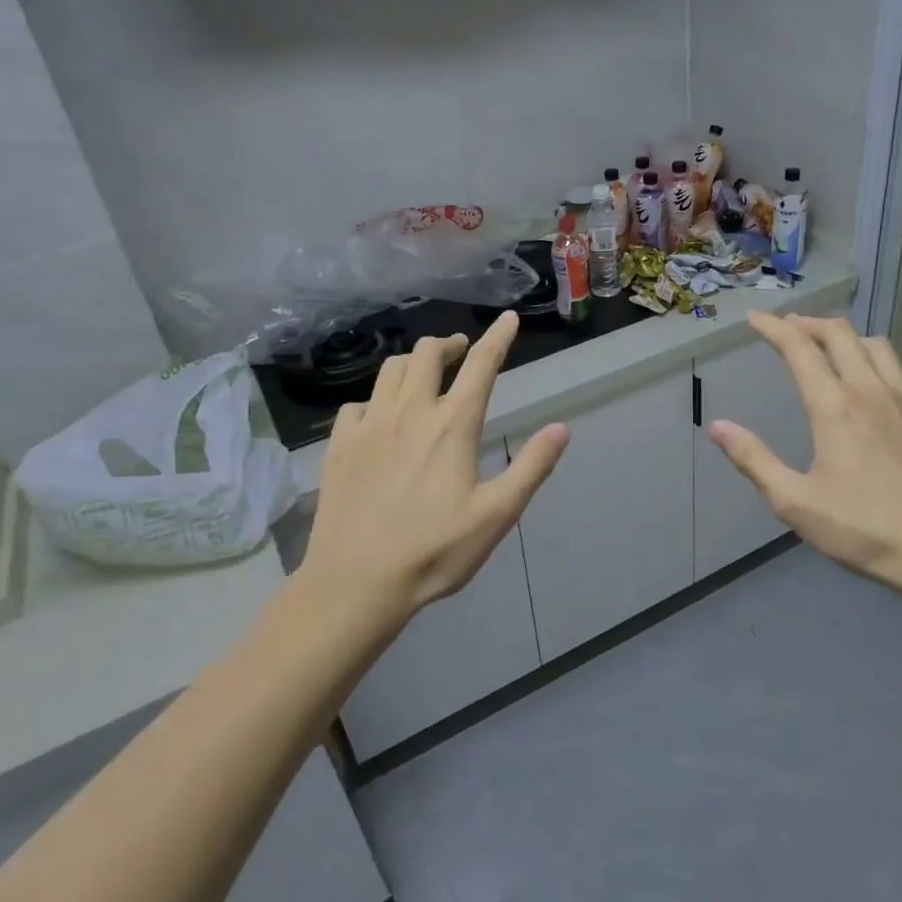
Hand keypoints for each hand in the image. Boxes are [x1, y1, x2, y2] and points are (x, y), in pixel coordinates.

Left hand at [299, 312, 568, 621]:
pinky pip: (357, 404)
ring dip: (412, 363)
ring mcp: (370, 425)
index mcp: (452, 426)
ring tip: (424, 376)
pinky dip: (376, 400)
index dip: (498, 337)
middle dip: (448, 344)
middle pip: (427, 353)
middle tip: (461, 353)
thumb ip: (531, 468)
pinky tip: (380, 418)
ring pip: (390, 370)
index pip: (480, 366)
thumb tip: (561, 428)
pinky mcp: (340, 444)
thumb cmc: (435, 551)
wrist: (356, 582)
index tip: (508, 318)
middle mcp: (410, 412)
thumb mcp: (497, 515)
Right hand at [707, 313, 901, 591]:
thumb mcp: (794, 502)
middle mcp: (871, 390)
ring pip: (875, 345)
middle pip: (839, 333)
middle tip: (787, 327)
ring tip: (828, 346)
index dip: (772, 328)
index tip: (754, 319)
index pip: (799, 348)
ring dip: (845, 336)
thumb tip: (717, 426)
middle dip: (808, 323)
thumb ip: (753, 460)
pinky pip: (899, 371)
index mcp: (834, 407)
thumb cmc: (863, 529)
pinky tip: (871, 385)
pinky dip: (875, 362)